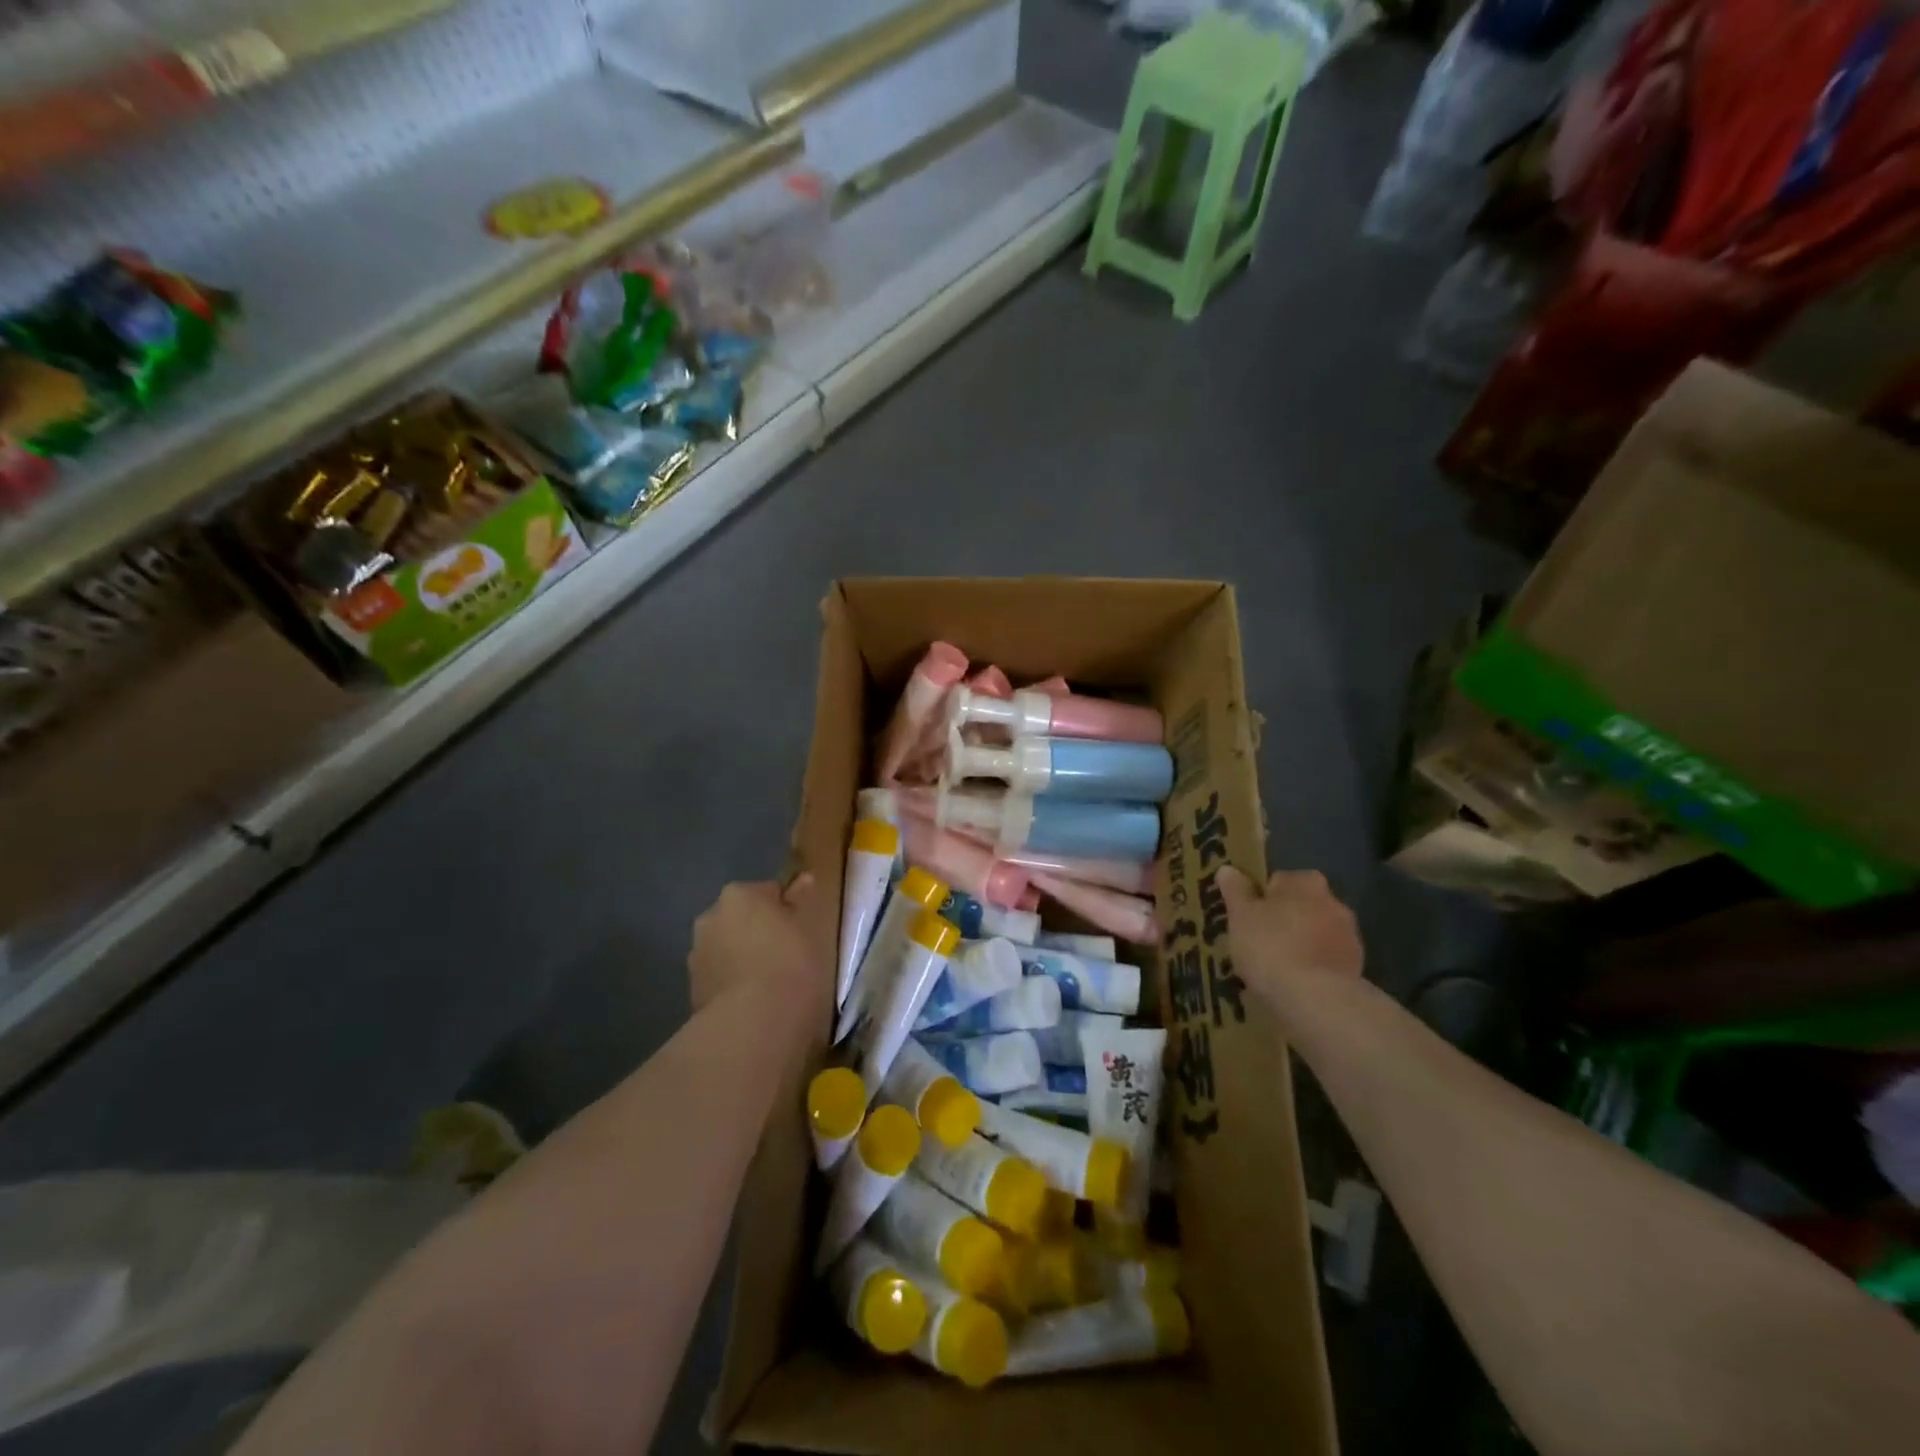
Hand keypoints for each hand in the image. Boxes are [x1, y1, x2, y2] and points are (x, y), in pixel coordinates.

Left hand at [688, 876, 822, 1013]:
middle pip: (742, 919)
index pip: (769, 892)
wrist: (754, 1023)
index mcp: (738, 894)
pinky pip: (720, 979)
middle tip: (787, 957)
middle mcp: (709, 918)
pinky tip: (754, 1004)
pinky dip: (734, 986)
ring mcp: (697, 956)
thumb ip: (802, 899)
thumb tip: (803, 878)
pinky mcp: (692, 992)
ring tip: (771, 986)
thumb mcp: (809, 926)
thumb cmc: (790, 962)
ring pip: (728, 950)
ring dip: (744, 959)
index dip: (788, 912)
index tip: (802, 933)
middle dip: (759, 933)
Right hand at [1217, 867, 1362, 1008]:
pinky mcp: (1357, 967)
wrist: (1315, 999)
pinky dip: (1312, 967)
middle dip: (1283, 920)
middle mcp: (1334, 902)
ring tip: (1275, 969)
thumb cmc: (1270, 946)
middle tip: (1258, 943)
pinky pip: (1325, 960)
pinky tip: (1294, 985)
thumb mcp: (1240, 916)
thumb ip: (1235, 890)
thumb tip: (1228, 869)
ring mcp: (1349, 936)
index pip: (1277, 881)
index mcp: (1305, 882)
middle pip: (1299, 906)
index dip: (1259, 899)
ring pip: (1314, 934)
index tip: (1247, 919)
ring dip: (1300, 944)